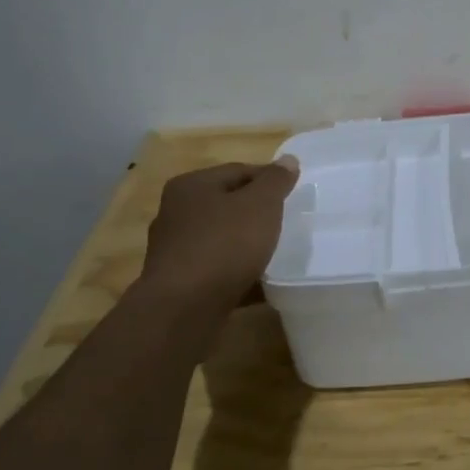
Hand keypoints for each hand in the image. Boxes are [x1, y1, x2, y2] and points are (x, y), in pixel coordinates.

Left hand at [136, 157, 299, 310]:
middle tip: (287, 222)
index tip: (294, 193)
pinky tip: (260, 282)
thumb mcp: (261, 205)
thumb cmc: (224, 245)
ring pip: (222, 238)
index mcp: (191, 186)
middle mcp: (176, 213)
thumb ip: (276, 181)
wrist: (184, 309)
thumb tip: (288, 160)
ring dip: (246, 244)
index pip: (239, 171)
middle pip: (228, 204)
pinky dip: (237, 272)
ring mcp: (174, 250)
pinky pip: (216, 269)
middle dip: (257, 213)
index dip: (270, 179)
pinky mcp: (179, 282)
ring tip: (276, 253)